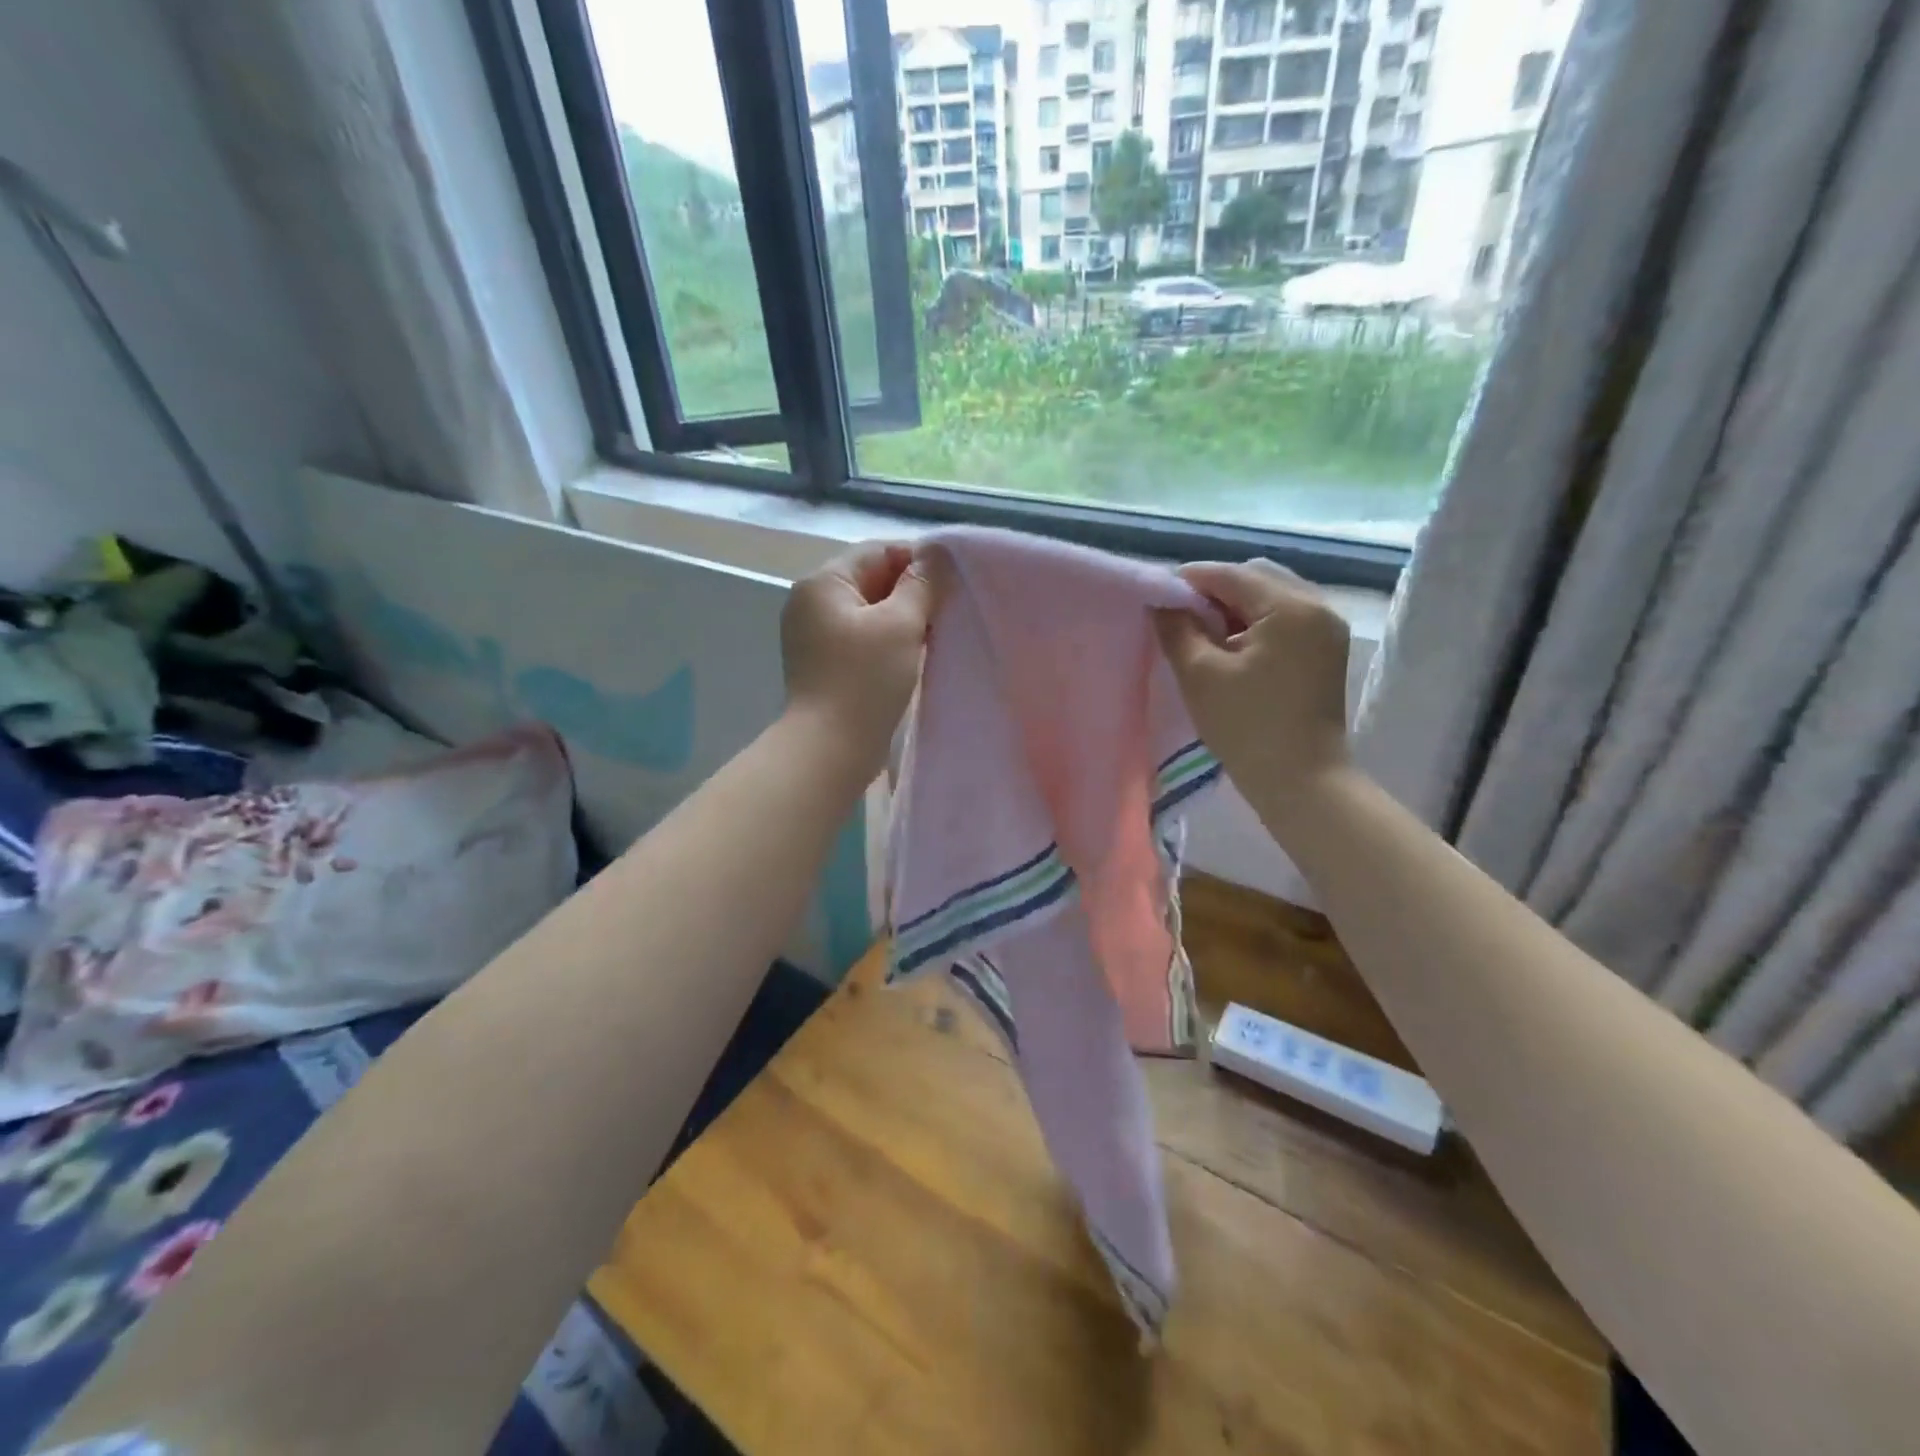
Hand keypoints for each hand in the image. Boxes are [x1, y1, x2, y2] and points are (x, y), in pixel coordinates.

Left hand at [781, 542, 933, 778]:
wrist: (830, 748)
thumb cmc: (865, 680)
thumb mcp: (901, 624)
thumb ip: (921, 584)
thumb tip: (937, 557)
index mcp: (823, 583)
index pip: (877, 551)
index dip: (917, 559)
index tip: (952, 581)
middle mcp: (811, 603)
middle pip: (871, 579)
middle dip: (911, 590)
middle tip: (948, 608)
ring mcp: (814, 636)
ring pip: (869, 611)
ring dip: (902, 617)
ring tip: (935, 632)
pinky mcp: (823, 664)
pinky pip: (862, 638)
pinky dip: (888, 640)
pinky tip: (913, 654)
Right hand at [1154, 560, 1351, 830]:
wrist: (1301, 781)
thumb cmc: (1247, 727)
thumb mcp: (1200, 675)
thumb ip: (1177, 629)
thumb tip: (1162, 602)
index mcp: (1290, 607)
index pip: (1232, 574)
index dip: (1190, 580)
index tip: (1157, 594)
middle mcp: (1317, 606)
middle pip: (1257, 576)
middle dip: (1215, 589)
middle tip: (1179, 614)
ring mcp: (1327, 628)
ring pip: (1272, 596)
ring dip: (1235, 605)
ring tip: (1202, 631)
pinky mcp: (1326, 650)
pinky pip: (1286, 617)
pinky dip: (1255, 621)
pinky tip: (1231, 645)